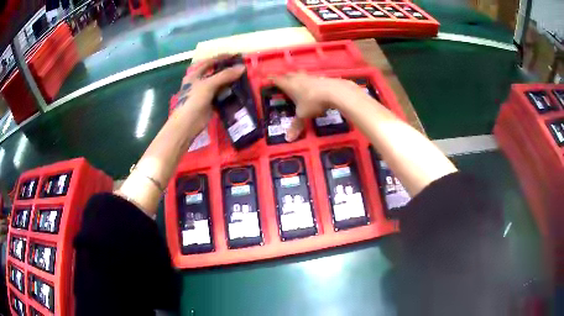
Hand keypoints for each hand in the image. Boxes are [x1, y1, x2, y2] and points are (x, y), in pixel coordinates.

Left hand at [175, 55, 245, 130]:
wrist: (187, 124)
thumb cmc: (193, 100)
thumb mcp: (208, 84)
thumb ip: (225, 75)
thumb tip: (243, 67)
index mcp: (195, 74)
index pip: (209, 62)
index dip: (221, 58)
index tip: (235, 56)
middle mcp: (200, 82)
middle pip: (216, 73)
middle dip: (228, 70)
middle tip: (242, 68)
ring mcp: (205, 93)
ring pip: (220, 84)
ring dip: (230, 81)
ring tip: (244, 78)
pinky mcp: (210, 103)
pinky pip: (222, 95)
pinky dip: (230, 93)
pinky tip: (239, 91)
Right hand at [271, 73, 361, 140]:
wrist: (333, 92)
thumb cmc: (313, 102)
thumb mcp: (303, 115)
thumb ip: (296, 125)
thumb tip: (288, 139)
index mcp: (289, 85)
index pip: (277, 80)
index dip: (272, 80)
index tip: (267, 79)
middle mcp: (297, 78)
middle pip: (288, 75)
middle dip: (284, 77)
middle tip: (282, 81)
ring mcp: (310, 76)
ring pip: (300, 74)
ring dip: (297, 77)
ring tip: (296, 82)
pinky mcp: (321, 77)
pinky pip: (311, 78)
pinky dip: (309, 81)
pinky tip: (312, 86)